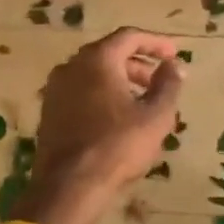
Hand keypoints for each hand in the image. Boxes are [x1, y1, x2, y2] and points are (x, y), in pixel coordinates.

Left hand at [19, 28, 185, 223]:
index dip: (155, 43)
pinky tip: (117, 117)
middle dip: (138, 64)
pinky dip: (101, 94)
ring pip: (93, 73)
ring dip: (120, 80)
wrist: (68, 186)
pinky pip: (80, 91)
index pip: (129, 37)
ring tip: (142, 102)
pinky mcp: (49, 110)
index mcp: (97, 59)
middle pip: (109, 53)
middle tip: (159, 81)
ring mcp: (55, 88)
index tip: (174, 54)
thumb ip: (168, 85)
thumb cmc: (118, 146)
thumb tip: (175, 65)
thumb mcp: (155, 116)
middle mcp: (71, 66)